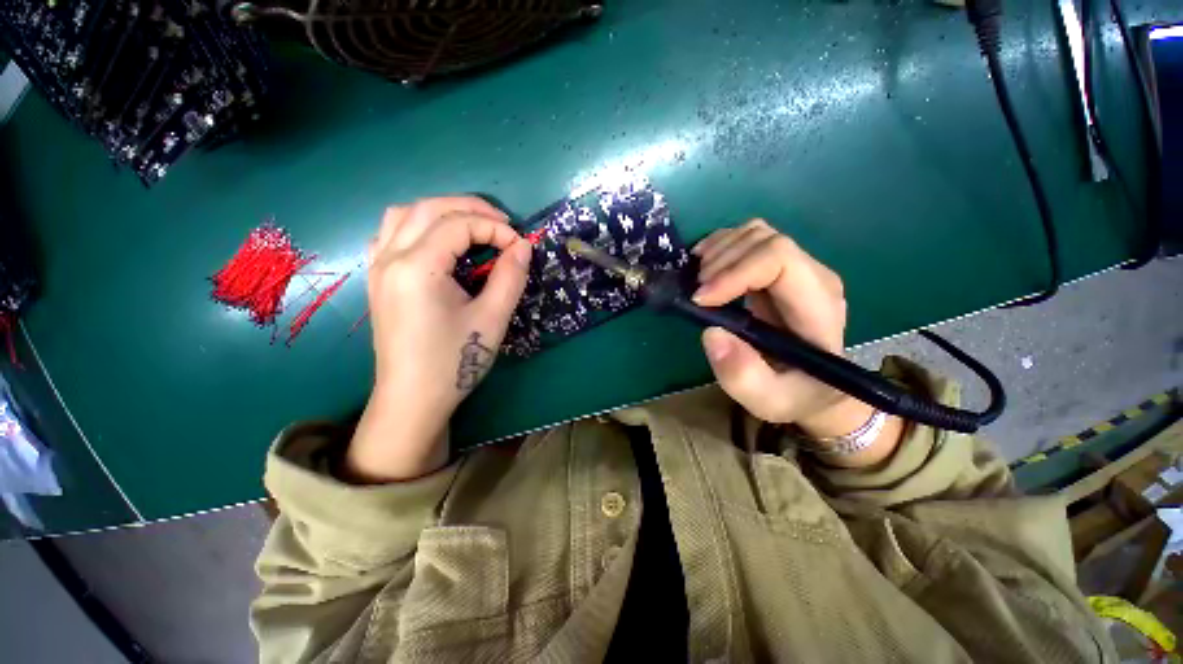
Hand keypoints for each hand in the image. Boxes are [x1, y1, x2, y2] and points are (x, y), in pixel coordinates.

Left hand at [344, 197, 531, 482]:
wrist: (413, 399)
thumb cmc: (454, 362)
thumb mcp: (492, 319)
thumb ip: (510, 277)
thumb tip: (523, 247)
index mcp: (417, 267)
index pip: (459, 225)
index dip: (496, 229)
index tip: (521, 246)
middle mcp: (390, 257)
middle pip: (430, 208)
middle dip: (471, 208)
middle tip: (503, 224)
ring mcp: (377, 267)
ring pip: (404, 214)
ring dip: (442, 211)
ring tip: (473, 226)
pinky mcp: (377, 279)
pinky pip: (391, 233)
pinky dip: (418, 225)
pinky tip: (438, 242)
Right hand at [692, 221, 897, 453]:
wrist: (814, 387)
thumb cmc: (795, 395)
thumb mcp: (769, 400)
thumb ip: (743, 375)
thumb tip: (711, 332)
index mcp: (817, 304)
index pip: (779, 258)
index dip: (735, 271)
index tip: (701, 299)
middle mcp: (811, 276)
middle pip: (764, 239)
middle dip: (721, 262)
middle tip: (696, 294)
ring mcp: (795, 268)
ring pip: (754, 233)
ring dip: (717, 251)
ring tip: (697, 281)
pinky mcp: (776, 268)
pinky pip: (747, 239)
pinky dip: (719, 247)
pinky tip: (704, 268)